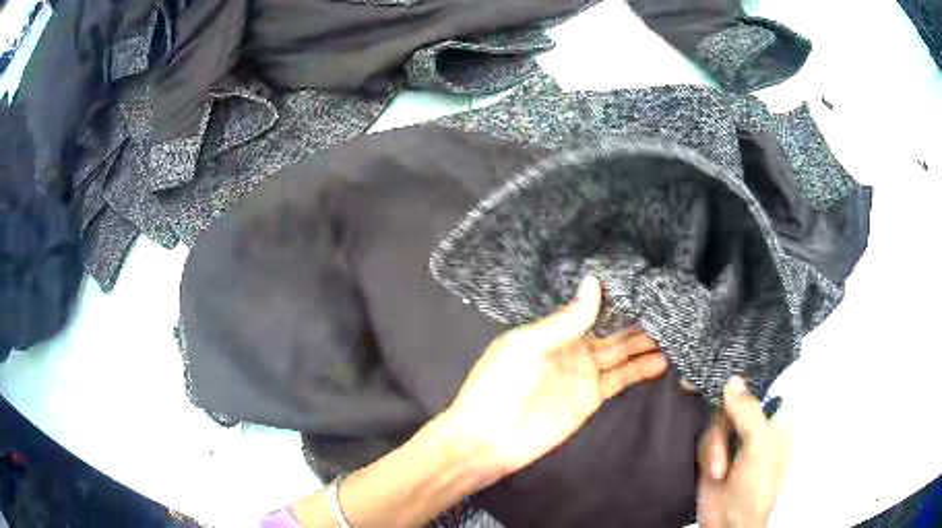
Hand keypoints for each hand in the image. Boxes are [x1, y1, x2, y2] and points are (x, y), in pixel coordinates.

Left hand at [438, 274, 667, 477]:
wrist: (489, 439)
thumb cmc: (499, 386)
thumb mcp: (526, 346)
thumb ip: (565, 320)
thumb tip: (593, 281)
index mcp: (552, 329)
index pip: (590, 308)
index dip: (615, 298)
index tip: (643, 284)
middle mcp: (571, 346)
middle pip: (610, 330)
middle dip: (636, 319)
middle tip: (667, 306)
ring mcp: (583, 372)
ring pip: (620, 352)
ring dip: (644, 343)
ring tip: (674, 329)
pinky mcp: (591, 396)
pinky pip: (620, 379)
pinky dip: (640, 370)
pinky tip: (662, 360)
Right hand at [697, 377, 791, 527]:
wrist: (728, 522)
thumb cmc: (756, 488)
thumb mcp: (758, 447)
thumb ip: (748, 412)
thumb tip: (733, 382)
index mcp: (776, 420)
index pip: (763, 387)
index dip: (746, 382)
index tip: (726, 380)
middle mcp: (756, 427)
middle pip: (734, 403)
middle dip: (725, 425)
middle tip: (725, 443)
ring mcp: (736, 440)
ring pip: (716, 421)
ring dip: (715, 446)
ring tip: (721, 469)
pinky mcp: (717, 452)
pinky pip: (705, 438)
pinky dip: (707, 454)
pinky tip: (715, 471)